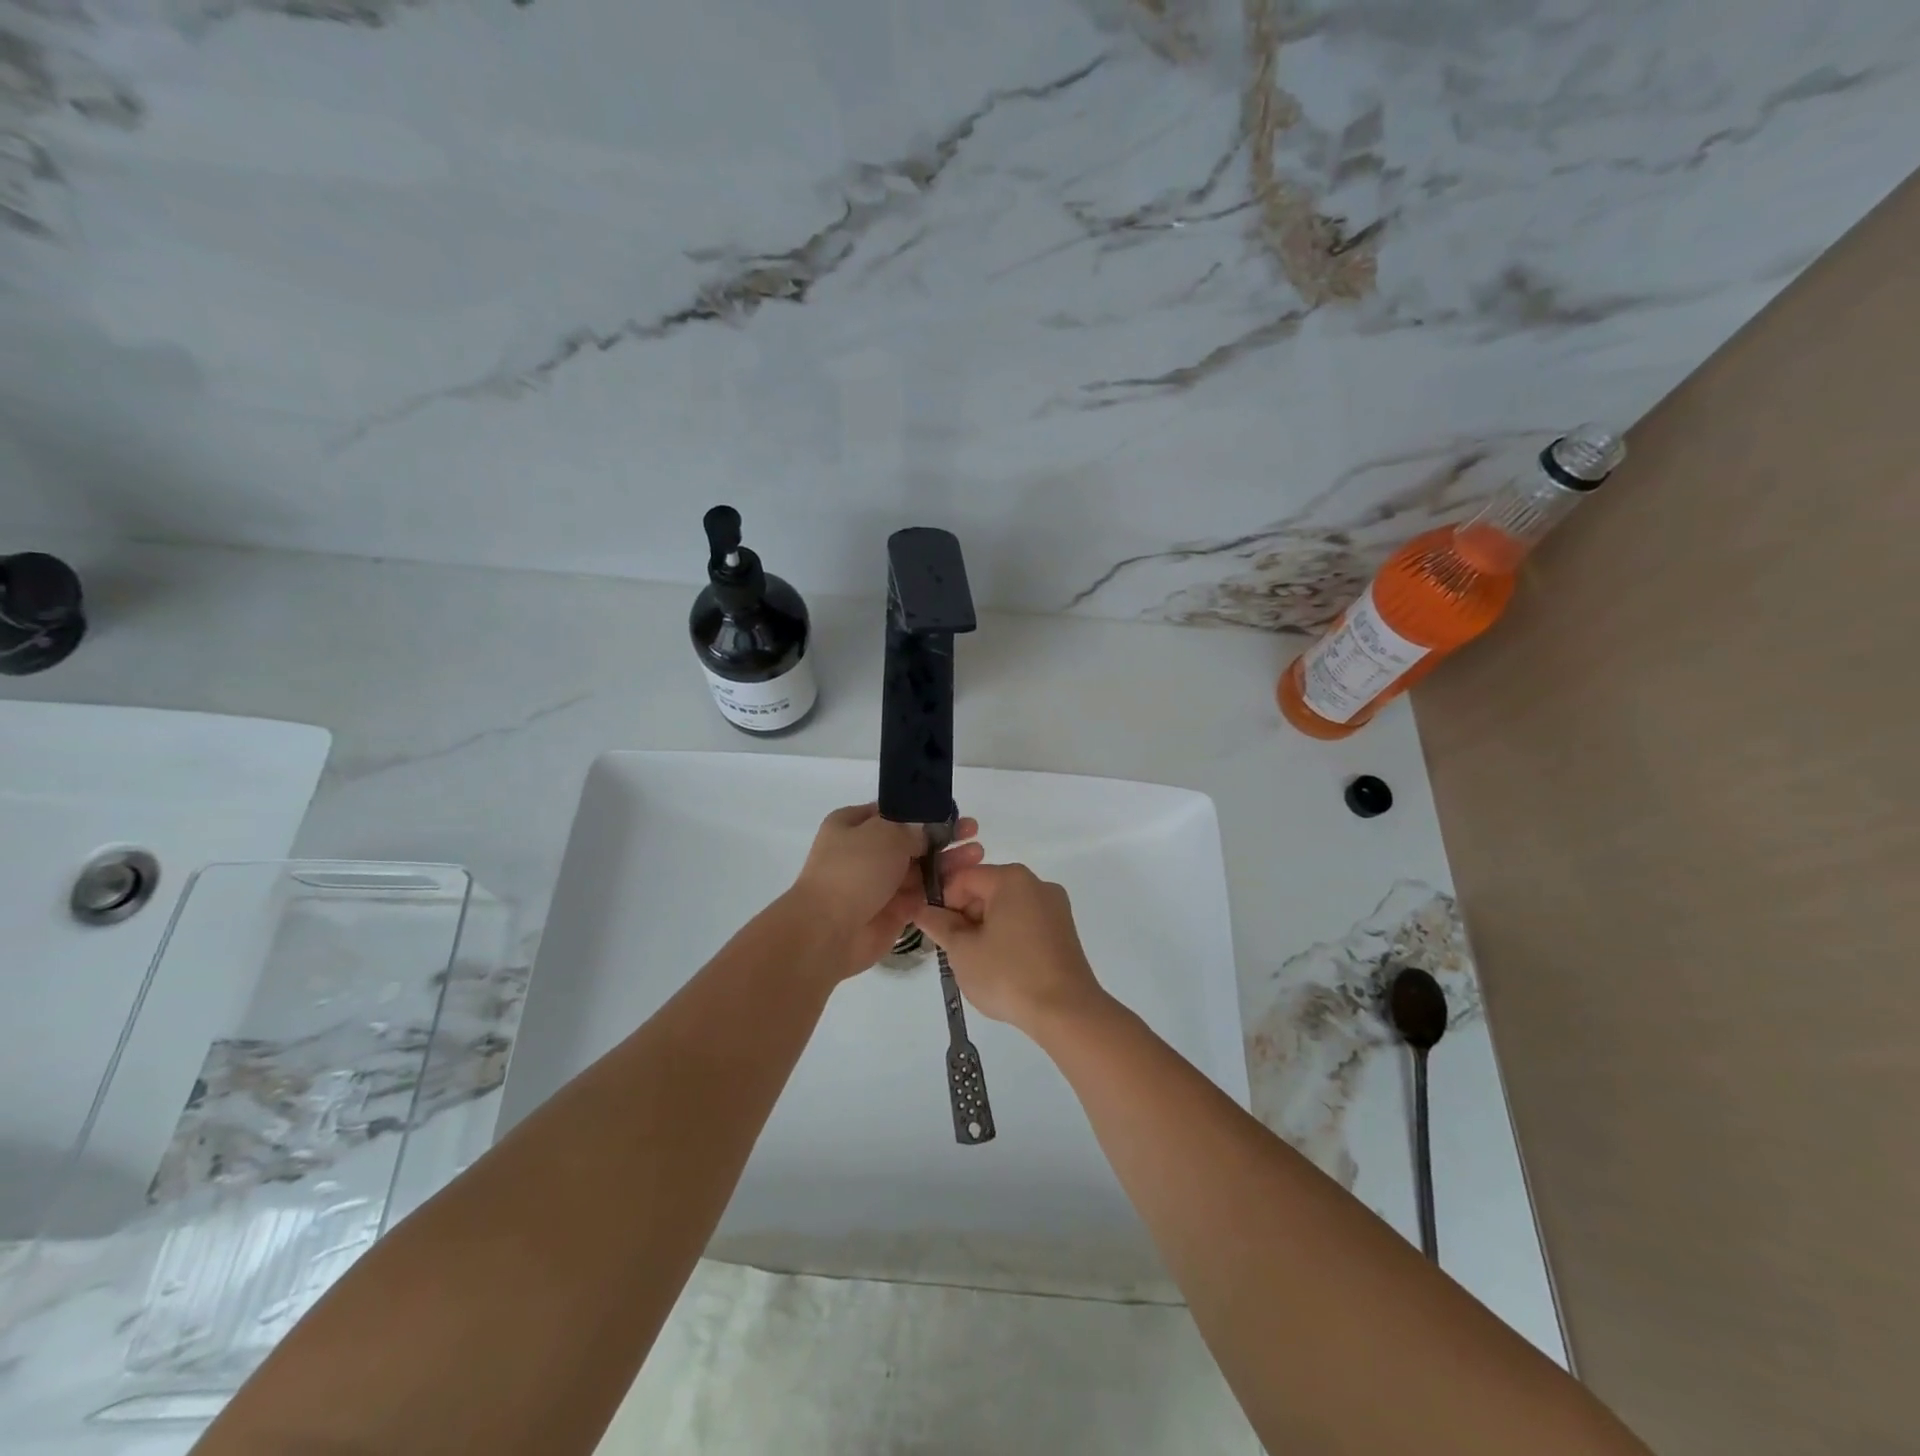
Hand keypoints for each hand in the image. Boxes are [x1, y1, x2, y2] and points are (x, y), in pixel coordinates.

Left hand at [789, 803, 982, 978]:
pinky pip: (922, 896)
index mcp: (853, 825)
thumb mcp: (884, 834)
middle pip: (911, 841)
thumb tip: (925, 832)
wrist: (828, 931)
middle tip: (973, 833)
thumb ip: (911, 828)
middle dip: (942, 837)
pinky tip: (967, 882)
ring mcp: (879, 883)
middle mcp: (865, 852)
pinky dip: (941, 889)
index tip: (952, 811)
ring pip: (920, 868)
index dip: (922, 811)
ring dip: (947, 862)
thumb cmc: (853, 871)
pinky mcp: (893, 911)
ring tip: (978, 855)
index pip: (893, 812)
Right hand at [911, 863, 1107, 1034]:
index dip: (943, 902)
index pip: (963, 878)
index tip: (938, 933)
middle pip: (987, 890)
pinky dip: (1008, 938)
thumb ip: (939, 925)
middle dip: (965, 917)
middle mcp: (1037, 884)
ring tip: (979, 964)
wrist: (1066, 1011)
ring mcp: (1055, 907)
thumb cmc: (1008, 975)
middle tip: (955, 952)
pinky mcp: (1064, 931)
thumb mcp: (963, 951)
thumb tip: (923, 910)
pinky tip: (1003, 968)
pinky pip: (1026, 924)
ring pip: (1006, 908)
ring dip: (985, 929)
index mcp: (1012, 879)